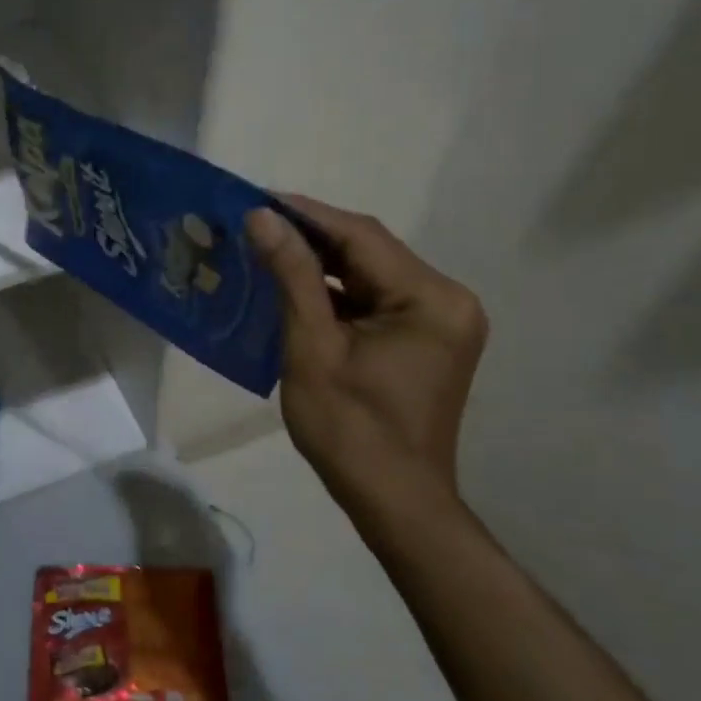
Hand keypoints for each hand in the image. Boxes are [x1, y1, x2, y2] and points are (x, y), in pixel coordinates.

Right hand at [246, 196, 487, 526]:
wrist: (394, 502)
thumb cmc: (350, 430)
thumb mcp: (312, 349)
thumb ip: (292, 276)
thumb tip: (262, 216)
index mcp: (430, 299)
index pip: (361, 237)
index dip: (306, 214)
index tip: (256, 198)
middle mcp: (446, 299)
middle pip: (369, 252)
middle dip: (311, 237)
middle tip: (254, 223)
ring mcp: (440, 320)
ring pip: (370, 274)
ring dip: (320, 264)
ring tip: (265, 249)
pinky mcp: (427, 339)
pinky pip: (376, 300)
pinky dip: (336, 293)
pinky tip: (294, 287)